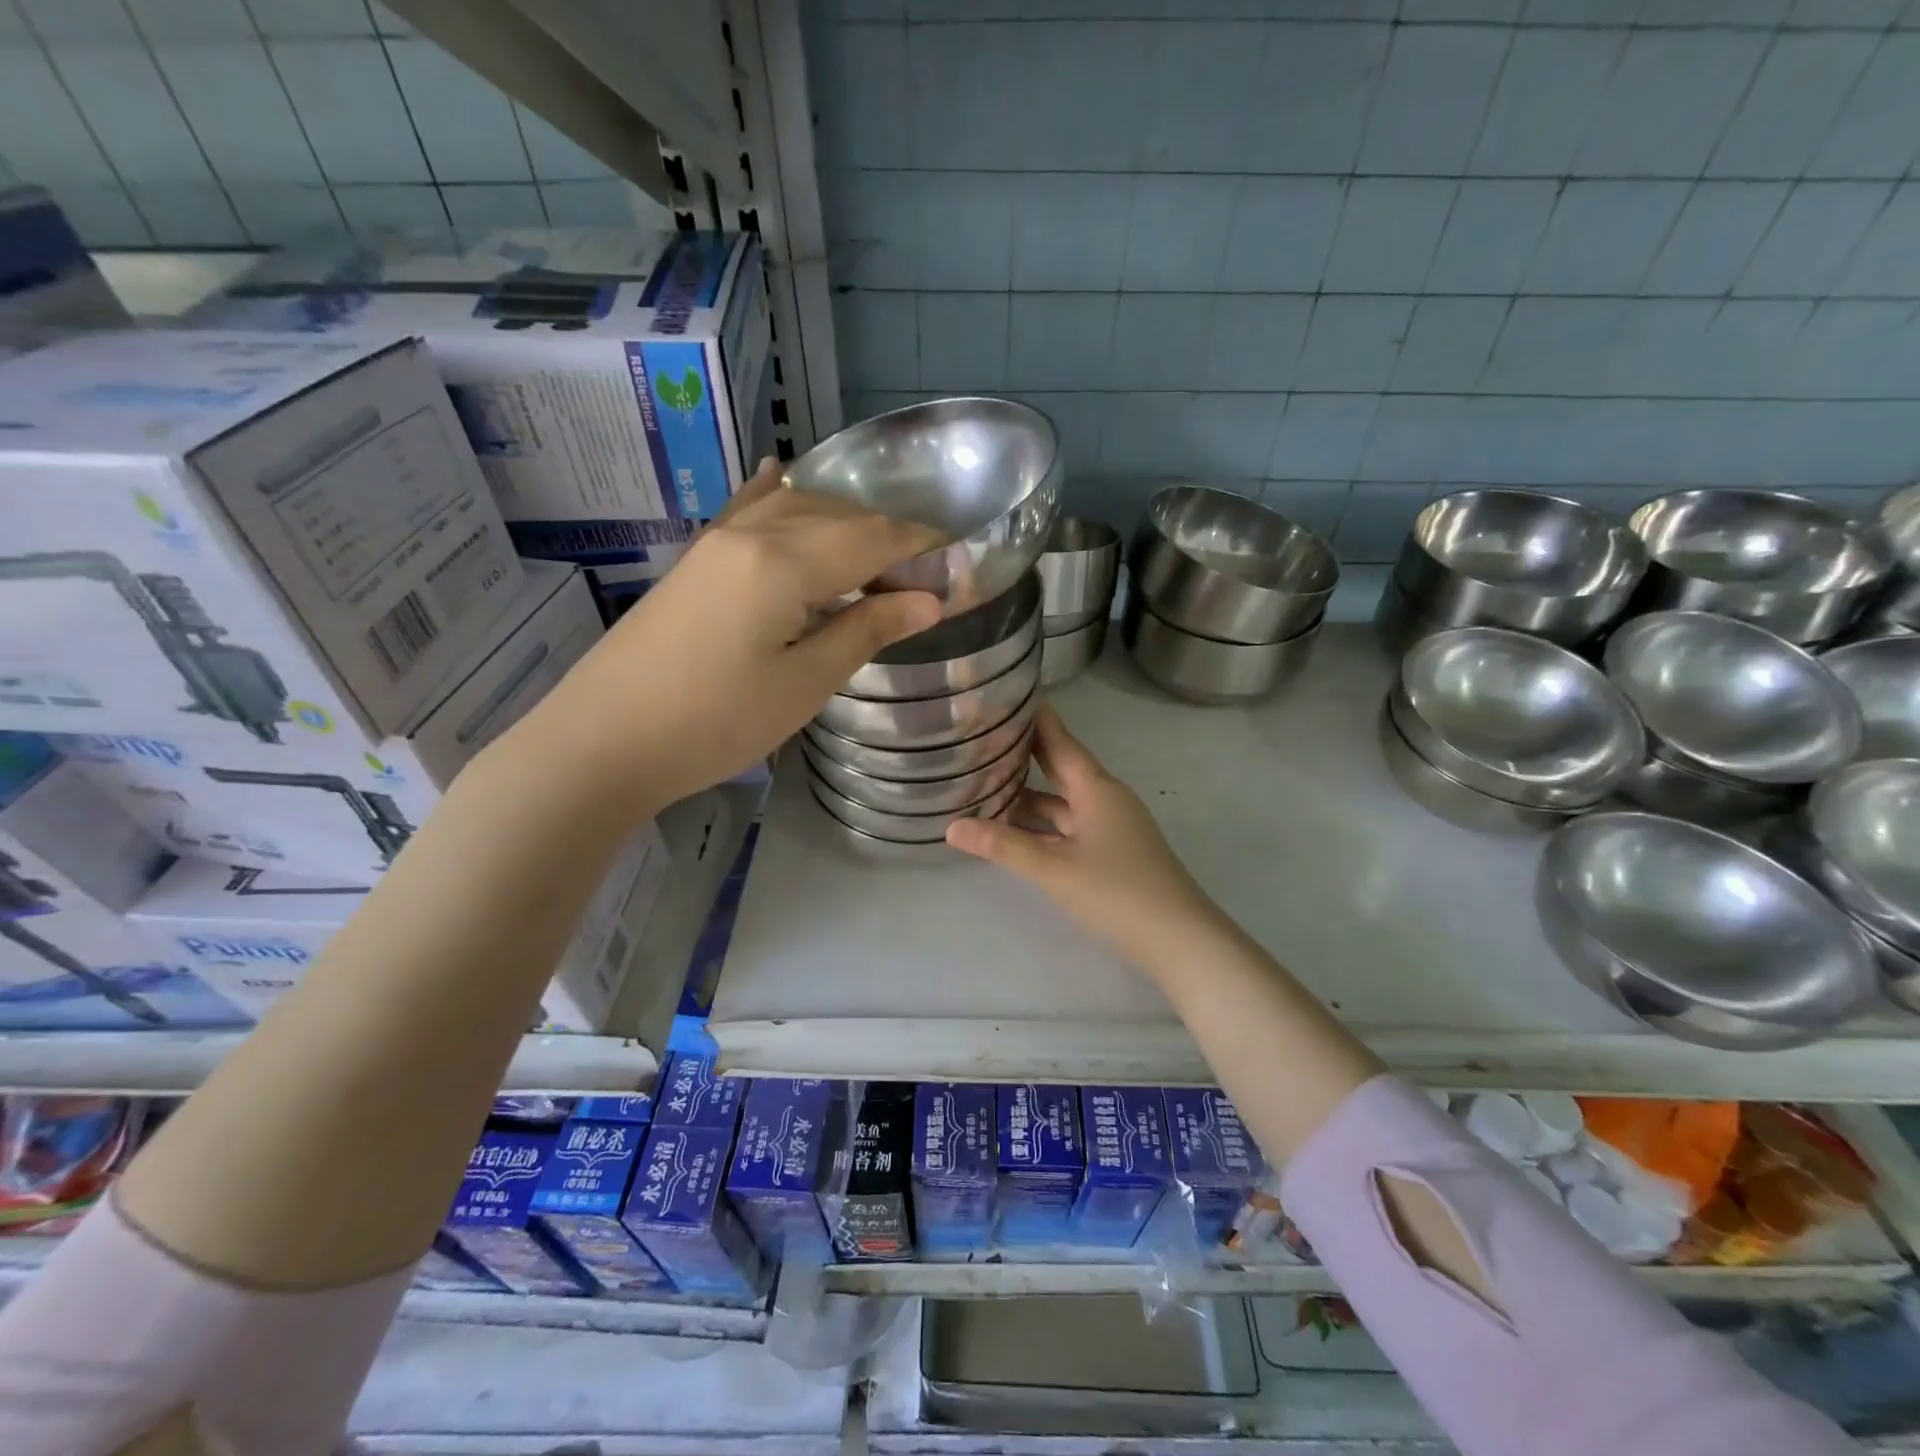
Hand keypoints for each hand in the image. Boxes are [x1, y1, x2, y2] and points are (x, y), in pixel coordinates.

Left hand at [519, 459, 942, 816]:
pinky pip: (744, 510)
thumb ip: (867, 630)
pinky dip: (775, 494)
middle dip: (887, 537)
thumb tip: (929, 600)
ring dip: (842, 522)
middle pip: (837, 515)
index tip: (957, 562)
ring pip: (794, 508)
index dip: (920, 546)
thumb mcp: (804, 684)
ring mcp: (716, 542)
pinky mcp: (695, 561)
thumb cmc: (715, 723)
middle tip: (920, 580)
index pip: (872, 537)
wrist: (604, 741)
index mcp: (784, 561)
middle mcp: (751, 533)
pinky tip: (782, 472)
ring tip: (874, 557)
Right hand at [945, 705, 1226, 976]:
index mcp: (1096, 789)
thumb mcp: (1053, 869)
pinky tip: (1016, 830)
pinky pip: (1070, 826)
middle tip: (986, 734)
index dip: (1036, 718)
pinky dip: (1042, 824)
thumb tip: (951, 827)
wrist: (1180, 940)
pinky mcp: (1113, 851)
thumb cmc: (1117, 893)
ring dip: (1029, 795)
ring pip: (1063, 802)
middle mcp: (1105, 799)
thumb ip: (1002, 846)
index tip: (1009, 694)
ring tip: (987, 783)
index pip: (1060, 741)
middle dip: (1026, 754)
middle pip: (1060, 768)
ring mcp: (1112, 826)